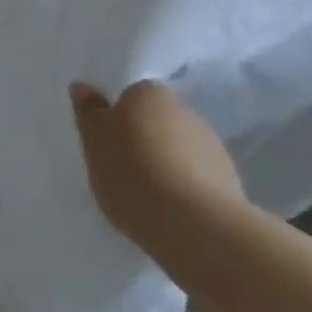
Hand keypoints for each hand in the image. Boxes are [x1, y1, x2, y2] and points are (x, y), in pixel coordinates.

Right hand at [70, 80, 245, 266]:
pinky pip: (196, 176)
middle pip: (154, 121)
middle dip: (142, 141)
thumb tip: (83, 86)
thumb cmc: (133, 174)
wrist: (196, 226)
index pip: (129, 97)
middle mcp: (183, 108)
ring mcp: (210, 143)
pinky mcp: (228, 177)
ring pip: (177, 148)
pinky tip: (172, 212)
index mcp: (148, 92)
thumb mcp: (95, 142)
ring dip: (165, 165)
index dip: (117, 121)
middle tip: (123, 172)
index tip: (107, 147)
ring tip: (148, 198)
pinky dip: (185, 188)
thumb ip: (89, 112)